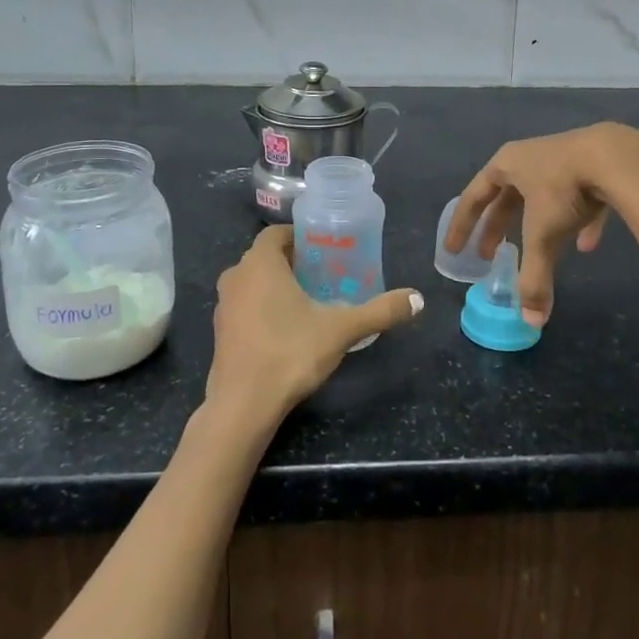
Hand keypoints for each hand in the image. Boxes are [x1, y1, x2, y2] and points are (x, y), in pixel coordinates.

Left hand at [205, 226, 422, 430]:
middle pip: (266, 257)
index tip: (325, 250)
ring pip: (254, 282)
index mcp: (260, 263)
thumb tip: (418, 299)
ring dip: (277, 285)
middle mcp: (236, 276)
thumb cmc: (289, 353)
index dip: (301, 237)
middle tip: (325, 274)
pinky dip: (264, 307)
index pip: (277, 233)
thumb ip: (379, 311)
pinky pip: (245, 305)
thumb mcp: (341, 330)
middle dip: (294, 262)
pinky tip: (287, 329)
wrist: (243, 405)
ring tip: (310, 301)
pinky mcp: (220, 331)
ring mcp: (224, 305)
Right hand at [443, 123, 638, 326]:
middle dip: (496, 228)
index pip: (473, 198)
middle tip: (488, 255)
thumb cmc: (563, 190)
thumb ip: (533, 277)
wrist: (615, 157)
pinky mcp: (592, 166)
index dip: (462, 226)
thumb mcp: (542, 235)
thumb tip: (531, 321)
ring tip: (536, 251)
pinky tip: (587, 245)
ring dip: (536, 224)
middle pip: (504, 197)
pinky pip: (579, 198)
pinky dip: (578, 222)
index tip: (454, 250)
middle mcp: (528, 158)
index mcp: (506, 165)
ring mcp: (561, 159)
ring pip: (541, 196)